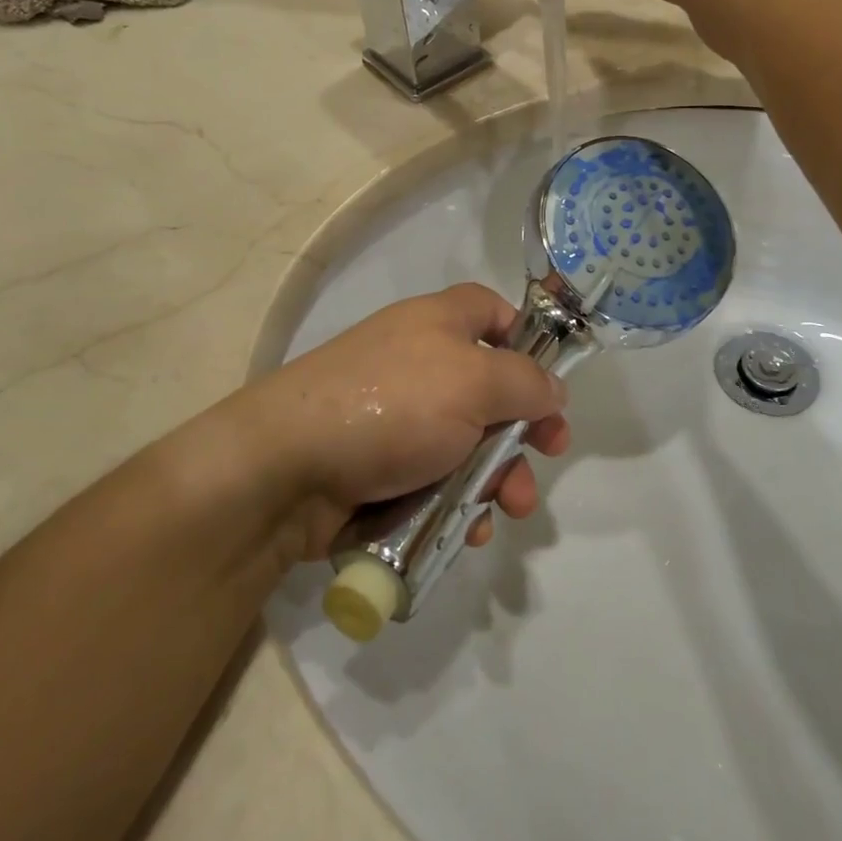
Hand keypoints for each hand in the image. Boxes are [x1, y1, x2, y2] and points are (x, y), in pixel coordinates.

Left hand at [228, 284, 570, 560]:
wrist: (288, 468)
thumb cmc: (393, 405)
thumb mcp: (474, 381)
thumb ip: (526, 383)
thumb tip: (553, 391)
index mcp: (438, 324)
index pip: (491, 310)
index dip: (525, 337)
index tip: (548, 380)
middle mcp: (419, 364)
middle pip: (489, 389)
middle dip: (523, 430)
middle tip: (548, 457)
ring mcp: (398, 418)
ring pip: (467, 445)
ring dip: (498, 478)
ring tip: (508, 510)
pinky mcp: (382, 468)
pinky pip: (436, 481)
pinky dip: (459, 503)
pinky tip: (470, 530)